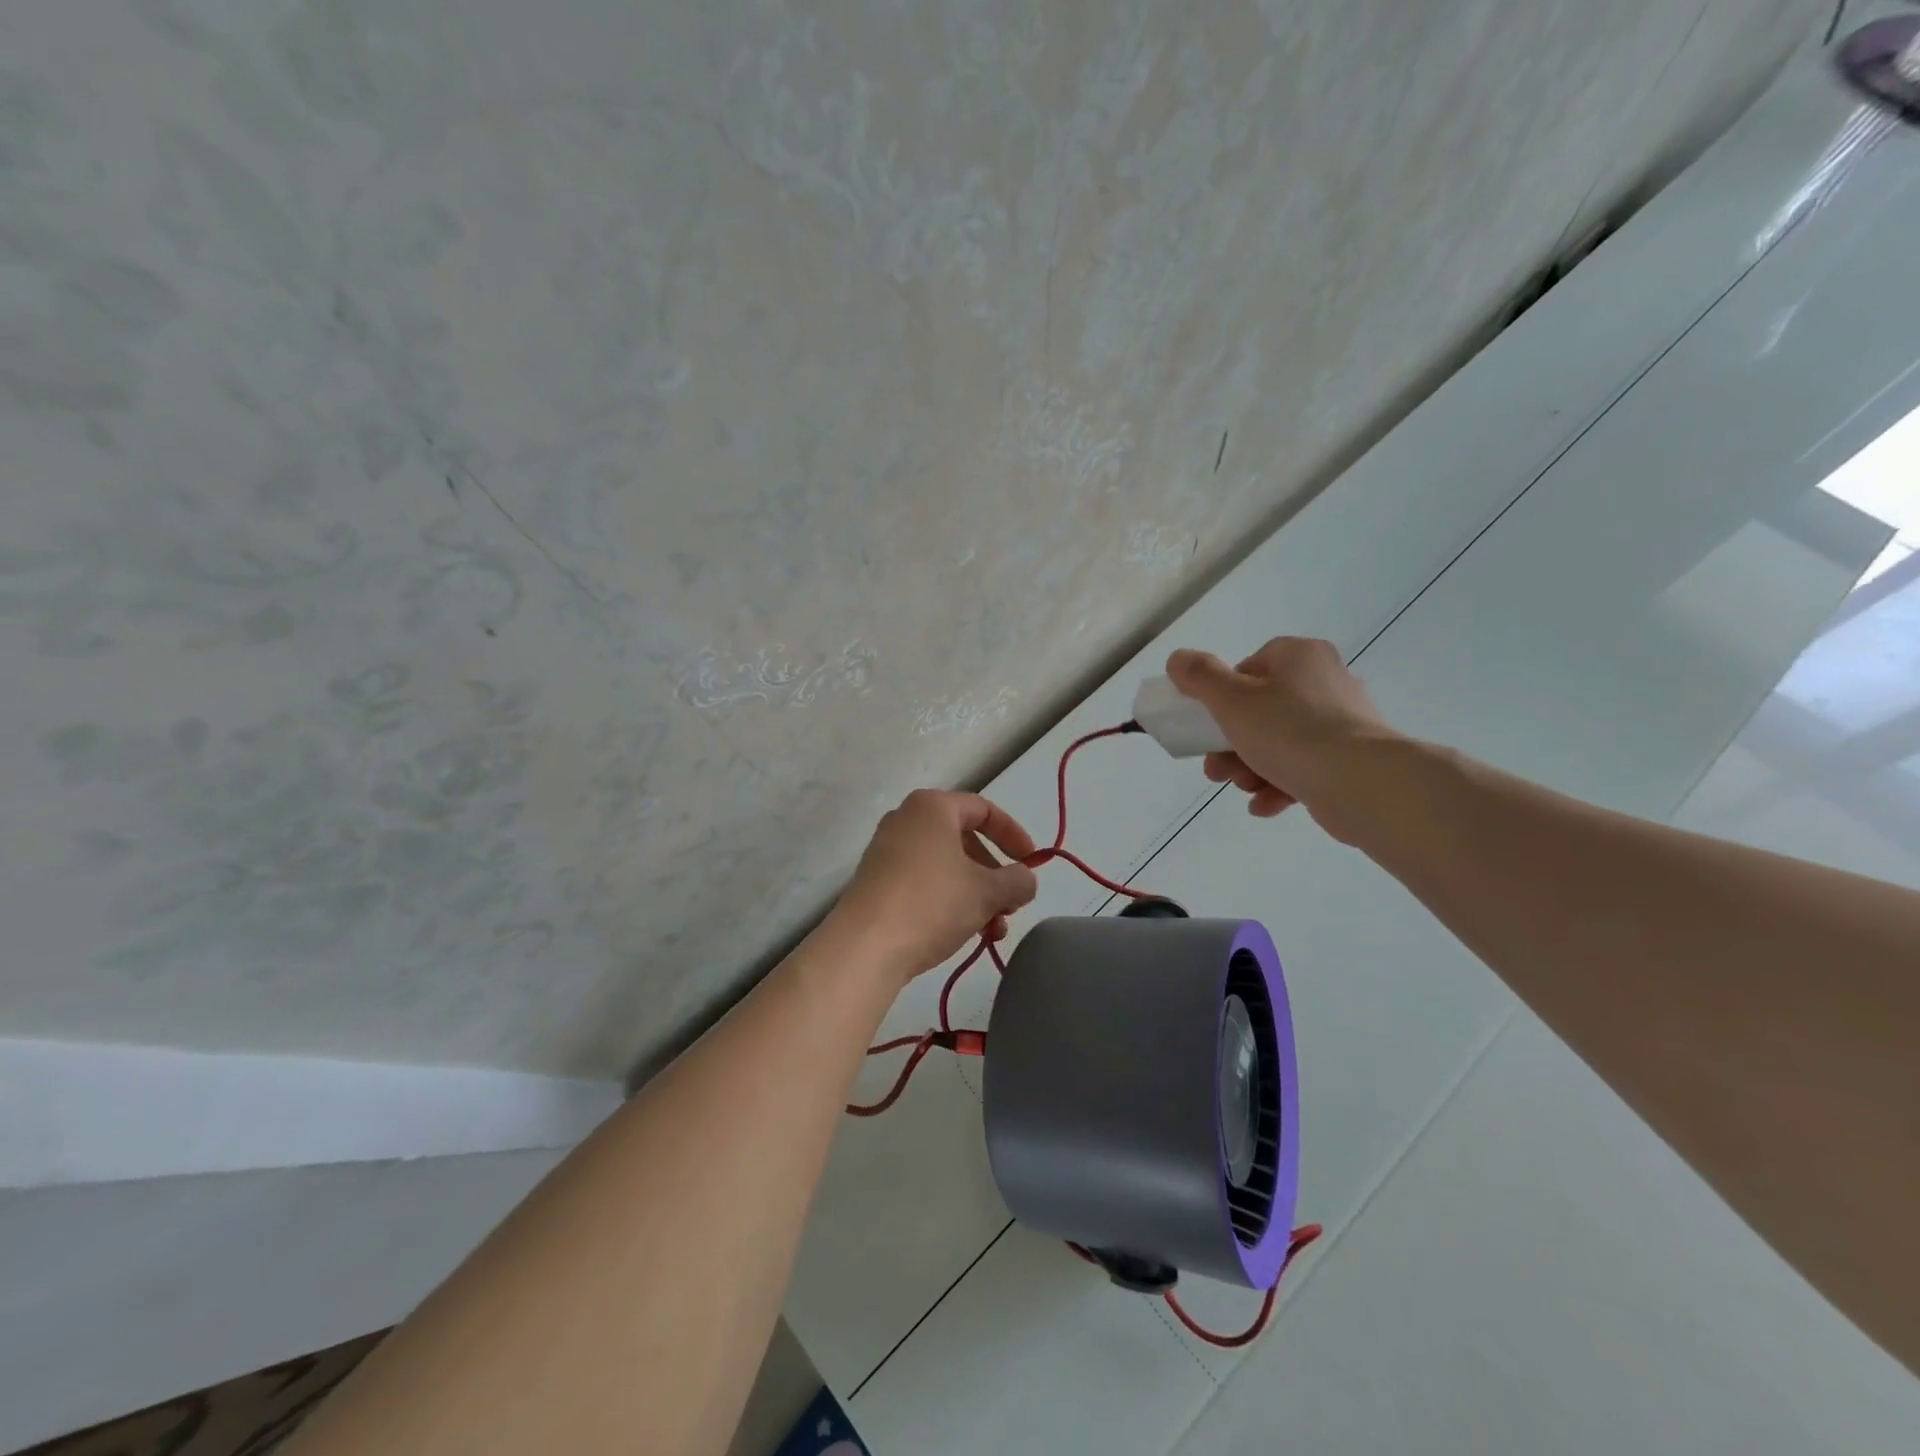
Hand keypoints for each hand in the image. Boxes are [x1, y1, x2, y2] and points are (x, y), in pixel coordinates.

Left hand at [831, 789, 1039, 980]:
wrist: (866, 946)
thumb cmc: (932, 903)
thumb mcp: (987, 892)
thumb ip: (1017, 881)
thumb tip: (1025, 880)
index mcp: (932, 807)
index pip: (984, 810)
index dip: (1014, 835)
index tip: (1032, 863)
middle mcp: (906, 820)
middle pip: (964, 840)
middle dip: (994, 874)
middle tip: (1011, 904)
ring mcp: (887, 852)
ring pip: (945, 866)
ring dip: (976, 895)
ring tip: (993, 931)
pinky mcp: (876, 883)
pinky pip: (924, 882)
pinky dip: (949, 901)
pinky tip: (965, 933)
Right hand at [1166, 637, 1402, 842]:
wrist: (1361, 783)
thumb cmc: (1289, 731)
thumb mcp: (1231, 700)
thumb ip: (1199, 676)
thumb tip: (1178, 659)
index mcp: (1299, 656)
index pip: (1250, 668)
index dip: (1224, 698)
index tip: (1213, 724)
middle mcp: (1325, 681)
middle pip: (1260, 710)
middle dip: (1230, 745)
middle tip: (1216, 769)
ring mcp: (1342, 722)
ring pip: (1279, 742)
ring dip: (1250, 768)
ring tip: (1242, 788)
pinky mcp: (1351, 759)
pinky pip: (1304, 767)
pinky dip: (1279, 785)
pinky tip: (1263, 805)